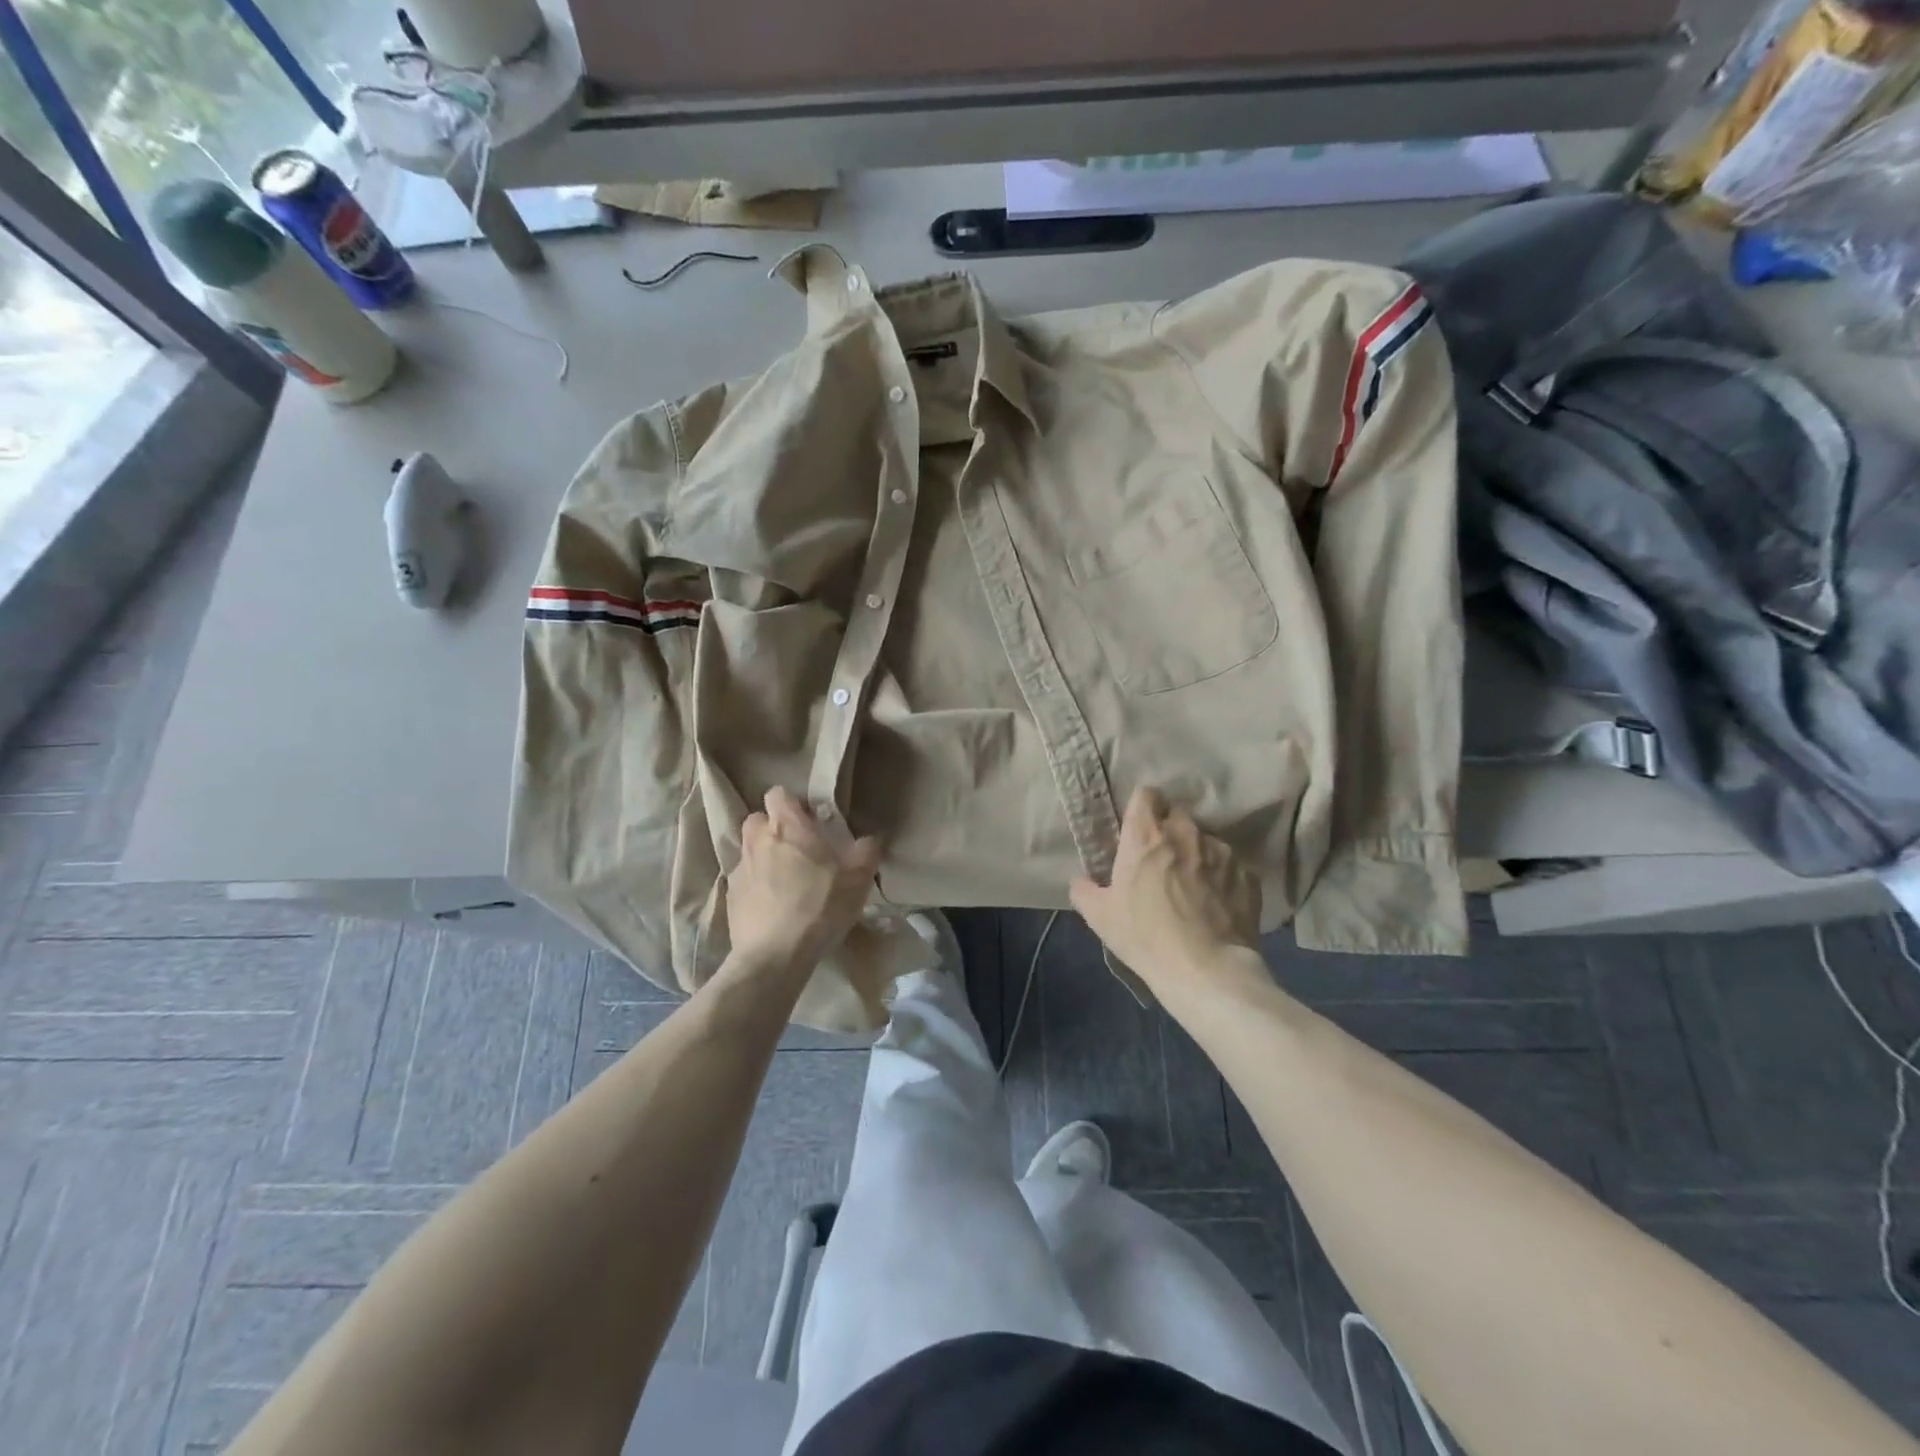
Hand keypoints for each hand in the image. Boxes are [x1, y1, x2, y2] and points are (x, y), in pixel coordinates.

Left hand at [726, 787, 880, 973]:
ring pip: (750, 850)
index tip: (810, 820)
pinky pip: (744, 880)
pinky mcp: (730, 897)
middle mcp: (758, 840)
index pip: (778, 794)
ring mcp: (740, 869)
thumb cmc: (819, 907)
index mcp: (787, 827)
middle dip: (774, 828)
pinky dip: (756, 886)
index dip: (793, 803)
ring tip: (786, 881)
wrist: (774, 957)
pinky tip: (773, 907)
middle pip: (758, 819)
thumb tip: (870, 839)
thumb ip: (866, 852)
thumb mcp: (858, 880)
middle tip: (798, 849)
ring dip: (764, 857)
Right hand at [1070, 788, 1261, 999]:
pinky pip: (1231, 865)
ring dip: (1197, 853)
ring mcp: (1221, 851)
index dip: (1143, 807)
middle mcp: (1185, 832)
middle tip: (1163, 859)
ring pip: (1206, 839)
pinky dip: (1222, 877)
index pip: (1146, 794)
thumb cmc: (1146, 937)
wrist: (1206, 970)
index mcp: (1146, 835)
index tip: (1140, 827)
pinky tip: (1217, 903)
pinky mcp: (1247, 873)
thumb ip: (1084, 890)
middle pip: (1177, 813)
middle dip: (1170, 830)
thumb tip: (1081, 880)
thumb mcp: (1100, 917)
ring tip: (1195, 885)